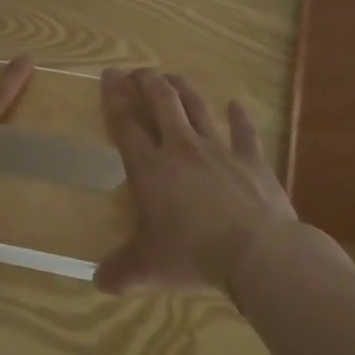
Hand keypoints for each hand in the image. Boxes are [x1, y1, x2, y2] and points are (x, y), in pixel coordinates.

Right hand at [97, 68, 338, 292]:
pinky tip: (236, 104)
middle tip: (139, 71)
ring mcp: (219, 150)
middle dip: (147, 82)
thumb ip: (120, 272)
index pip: (126, 123)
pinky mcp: (252, 160)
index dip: (114, 97)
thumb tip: (97, 282)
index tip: (109, 75)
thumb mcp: (148, 268)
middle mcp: (181, 148)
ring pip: (197, 108)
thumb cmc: (193, 255)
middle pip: (161, 103)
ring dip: (184, 90)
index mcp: (150, 168)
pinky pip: (244, 132)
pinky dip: (240, 116)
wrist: (257, 253)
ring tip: (174, 77)